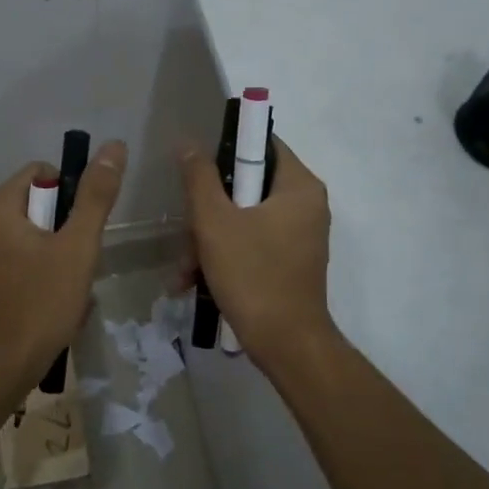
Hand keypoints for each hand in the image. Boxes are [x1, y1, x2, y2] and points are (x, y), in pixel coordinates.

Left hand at [0, 141, 126, 394]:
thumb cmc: (38, 305)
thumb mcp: (76, 248)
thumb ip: (95, 197)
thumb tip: (114, 146)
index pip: (39, 173)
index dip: (70, 193)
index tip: (82, 230)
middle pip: (34, 206)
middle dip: (64, 232)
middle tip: (78, 264)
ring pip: (29, 239)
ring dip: (56, 257)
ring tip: (68, 289)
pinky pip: (15, 262)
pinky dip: (37, 275)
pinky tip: (52, 305)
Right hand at [179, 135, 334, 364]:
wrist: (286, 344)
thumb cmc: (253, 274)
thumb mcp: (215, 222)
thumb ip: (199, 178)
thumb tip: (189, 144)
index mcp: (299, 186)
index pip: (262, 143)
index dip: (225, 148)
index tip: (195, 167)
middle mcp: (306, 206)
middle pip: (247, 186)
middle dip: (207, 212)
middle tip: (186, 234)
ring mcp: (299, 237)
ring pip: (243, 219)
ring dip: (207, 241)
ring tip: (183, 270)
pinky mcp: (289, 262)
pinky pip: (251, 244)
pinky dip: (223, 258)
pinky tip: (192, 281)